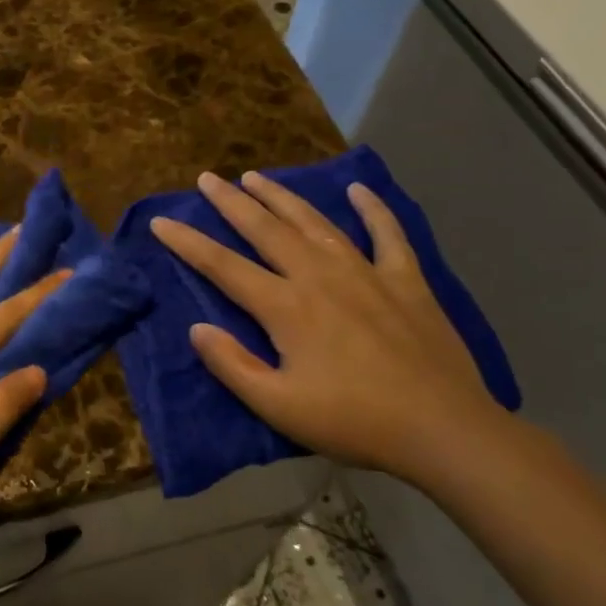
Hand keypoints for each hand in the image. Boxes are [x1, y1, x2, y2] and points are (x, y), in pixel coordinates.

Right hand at [149, 171, 503, 478]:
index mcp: (286, 306)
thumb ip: (232, 365)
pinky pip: (388, 234)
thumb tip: (196, 328)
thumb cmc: (354, 421)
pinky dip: (373, 209)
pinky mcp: (406, 281)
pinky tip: (359, 189)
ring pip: (315, 222)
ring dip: (282, 197)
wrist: (444, 429)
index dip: (188, 243)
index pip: (223, 266)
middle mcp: (320, 276)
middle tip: (208, 179)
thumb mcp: (278, 406)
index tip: (161, 222)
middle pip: (266, 229)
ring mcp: (366, 273)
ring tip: (256, 176)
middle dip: (232, 202)